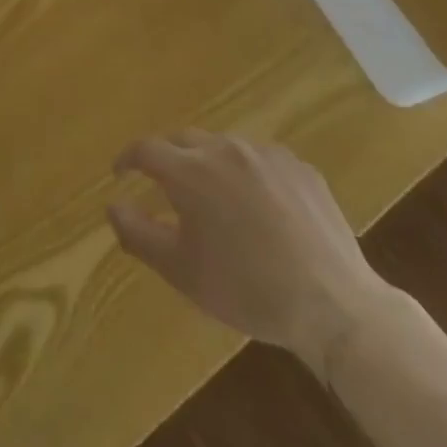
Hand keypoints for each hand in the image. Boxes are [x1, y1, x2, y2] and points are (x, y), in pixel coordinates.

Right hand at [107, 130, 394, 368]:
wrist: (334, 306)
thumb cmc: (247, 289)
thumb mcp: (181, 271)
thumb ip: (137, 233)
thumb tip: (112, 205)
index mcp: (189, 170)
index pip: (145, 149)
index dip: (127, 159)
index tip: (121, 174)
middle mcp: (223, 148)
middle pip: (182, 140)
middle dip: (167, 158)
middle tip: (166, 187)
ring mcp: (265, 153)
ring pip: (222, 146)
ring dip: (208, 163)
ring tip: (214, 197)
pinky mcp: (299, 167)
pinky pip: (260, 159)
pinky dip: (248, 173)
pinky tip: (259, 205)